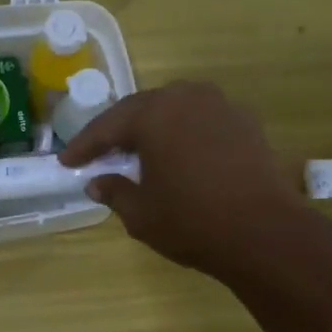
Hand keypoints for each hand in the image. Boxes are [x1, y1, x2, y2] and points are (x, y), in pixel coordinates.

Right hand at [58, 81, 306, 276]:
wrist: (265, 233)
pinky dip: (184, 137)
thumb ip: (115, 192)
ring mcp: (222, 107)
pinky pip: (202, 123)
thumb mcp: (141, 214)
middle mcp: (188, 97)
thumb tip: (97, 183)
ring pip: (175, 112)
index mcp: (155, 113)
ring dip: (153, 131)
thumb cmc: (192, 222)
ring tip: (138, 153)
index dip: (84, 146)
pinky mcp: (247, 124)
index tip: (66, 162)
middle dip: (118, 132)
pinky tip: (178, 158)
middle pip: (142, 110)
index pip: (108, 126)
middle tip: (99, 154)